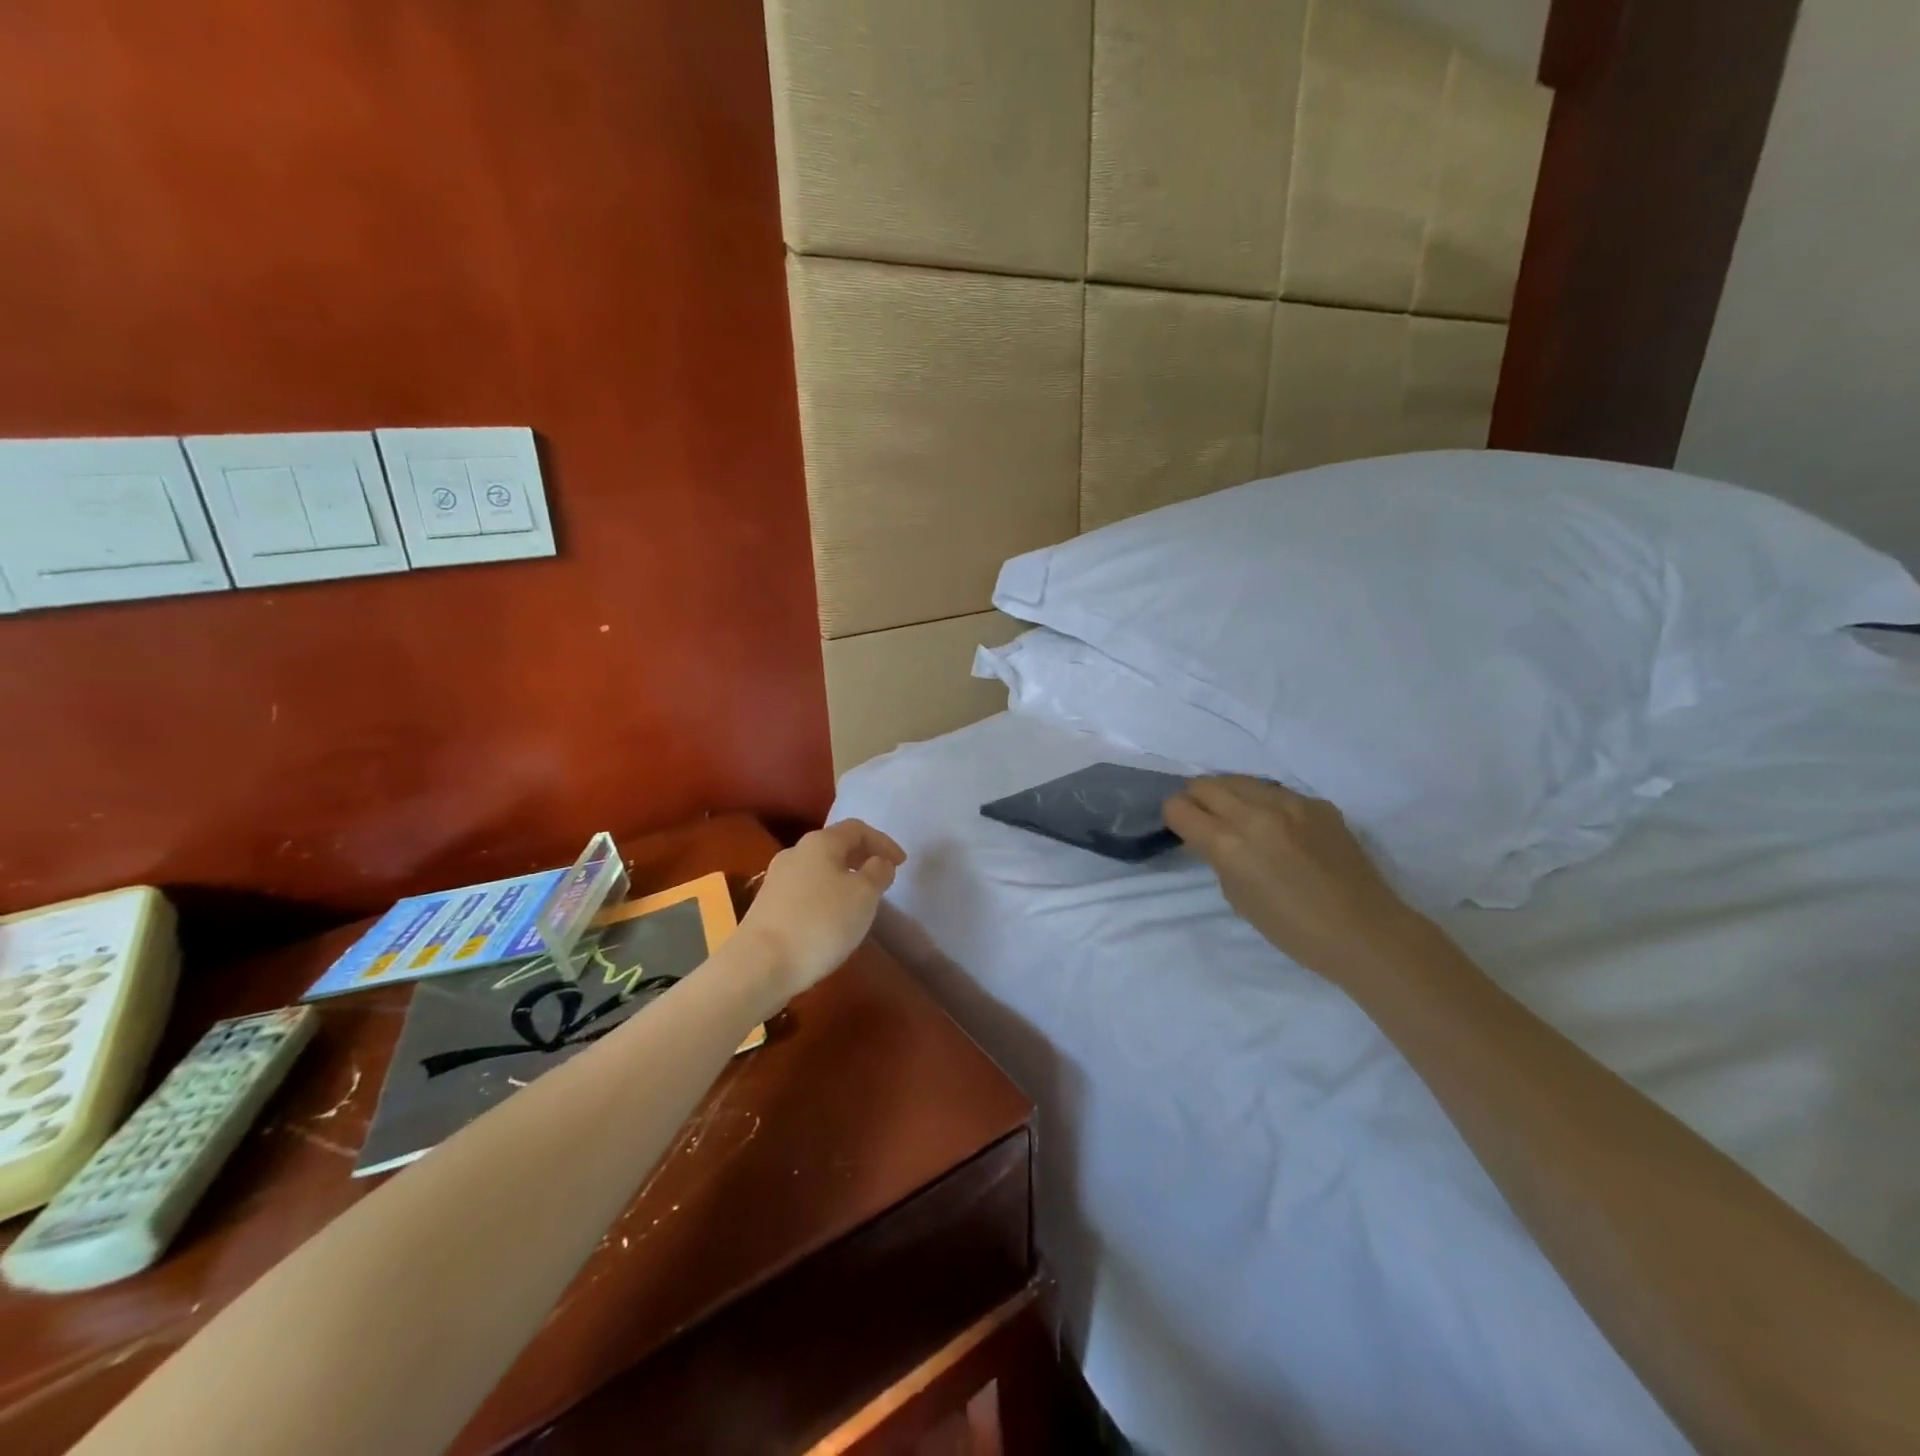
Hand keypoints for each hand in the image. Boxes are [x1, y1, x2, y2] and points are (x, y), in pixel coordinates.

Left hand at [738, 820, 905, 1000]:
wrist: (760, 965)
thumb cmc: (820, 923)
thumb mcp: (864, 895)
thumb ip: (878, 872)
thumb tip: (878, 863)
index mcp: (820, 842)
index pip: (857, 829)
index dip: (883, 842)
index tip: (901, 864)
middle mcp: (795, 852)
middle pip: (835, 846)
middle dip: (862, 859)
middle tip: (882, 878)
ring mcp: (777, 879)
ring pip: (819, 869)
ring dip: (843, 878)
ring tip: (860, 901)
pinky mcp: (768, 906)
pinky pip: (806, 891)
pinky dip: (826, 896)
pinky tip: (832, 919)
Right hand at [1165, 776, 1426, 985]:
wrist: (1365, 931)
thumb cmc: (1293, 929)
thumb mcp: (1238, 897)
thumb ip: (1217, 858)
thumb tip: (1208, 838)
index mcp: (1229, 844)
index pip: (1179, 807)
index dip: (1174, 818)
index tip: (1182, 830)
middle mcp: (1255, 813)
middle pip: (1204, 784)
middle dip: (1195, 800)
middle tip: (1203, 821)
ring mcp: (1290, 803)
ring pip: (1239, 780)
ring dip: (1228, 795)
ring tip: (1237, 819)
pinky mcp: (1317, 803)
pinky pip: (1275, 791)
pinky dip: (1264, 803)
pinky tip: (1278, 828)